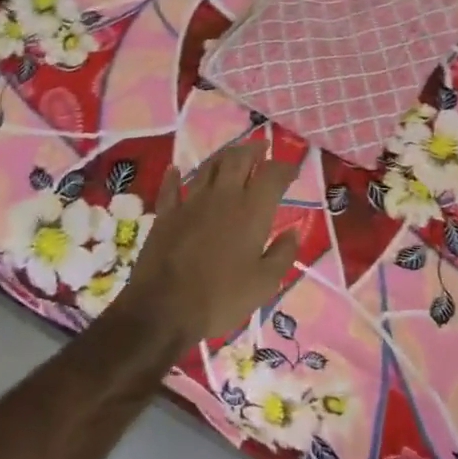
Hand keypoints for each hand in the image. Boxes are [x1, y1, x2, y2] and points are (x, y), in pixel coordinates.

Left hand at [105, 143, 301, 351]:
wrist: (163, 309)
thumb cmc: (221, 297)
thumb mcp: (265, 284)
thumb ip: (283, 254)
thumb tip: (294, 231)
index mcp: (251, 210)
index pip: (273, 175)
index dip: (285, 167)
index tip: (293, 169)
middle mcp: (223, 197)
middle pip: (239, 159)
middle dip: (254, 150)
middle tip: (263, 149)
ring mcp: (191, 203)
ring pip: (209, 167)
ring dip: (223, 157)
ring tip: (232, 155)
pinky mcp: (166, 215)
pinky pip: (171, 188)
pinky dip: (175, 177)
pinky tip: (176, 170)